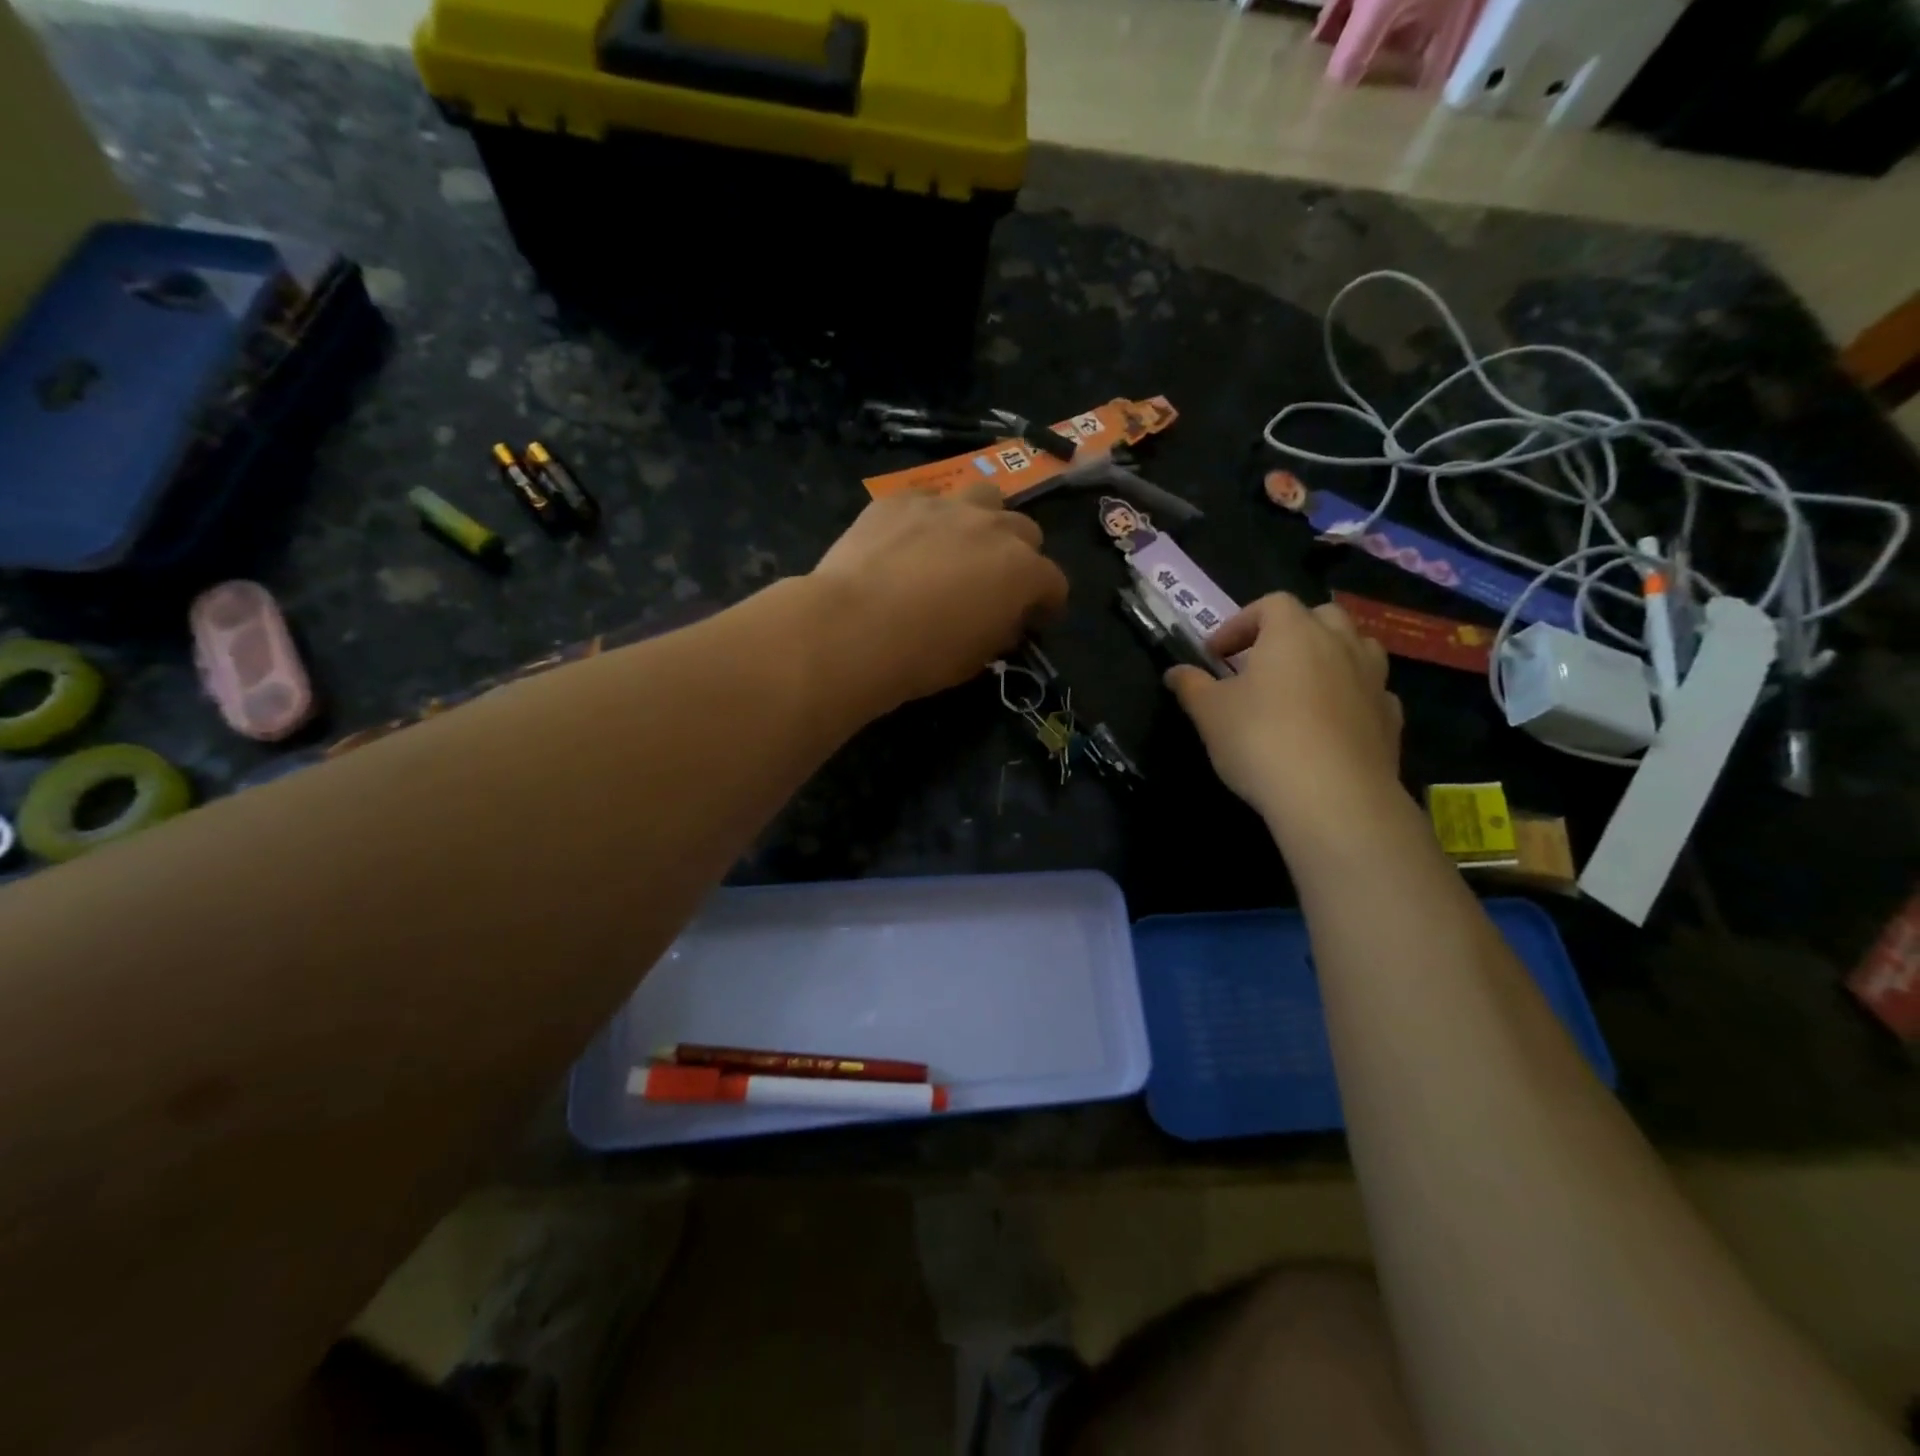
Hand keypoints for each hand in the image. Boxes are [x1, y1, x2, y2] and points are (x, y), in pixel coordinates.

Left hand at [811, 483, 1069, 707]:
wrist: (853, 628)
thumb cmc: (922, 655)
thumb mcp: (975, 659)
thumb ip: (999, 632)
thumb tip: (1002, 621)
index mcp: (1022, 571)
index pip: (1054, 582)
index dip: (1047, 603)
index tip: (1033, 620)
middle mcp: (993, 528)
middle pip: (1025, 532)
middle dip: (1019, 557)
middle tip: (995, 584)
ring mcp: (945, 507)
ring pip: (984, 498)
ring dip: (983, 521)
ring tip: (960, 547)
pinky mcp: (901, 500)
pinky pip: (927, 500)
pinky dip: (928, 519)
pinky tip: (907, 542)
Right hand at [1165, 593, 1402, 833]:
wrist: (1333, 796)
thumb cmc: (1260, 740)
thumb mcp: (1209, 712)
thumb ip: (1191, 686)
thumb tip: (1175, 672)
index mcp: (1293, 632)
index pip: (1269, 604)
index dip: (1239, 623)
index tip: (1215, 654)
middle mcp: (1340, 643)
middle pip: (1321, 617)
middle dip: (1292, 631)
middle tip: (1263, 662)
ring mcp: (1373, 679)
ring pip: (1357, 648)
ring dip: (1330, 657)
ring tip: (1302, 687)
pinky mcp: (1391, 718)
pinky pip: (1371, 692)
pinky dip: (1351, 696)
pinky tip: (1331, 723)